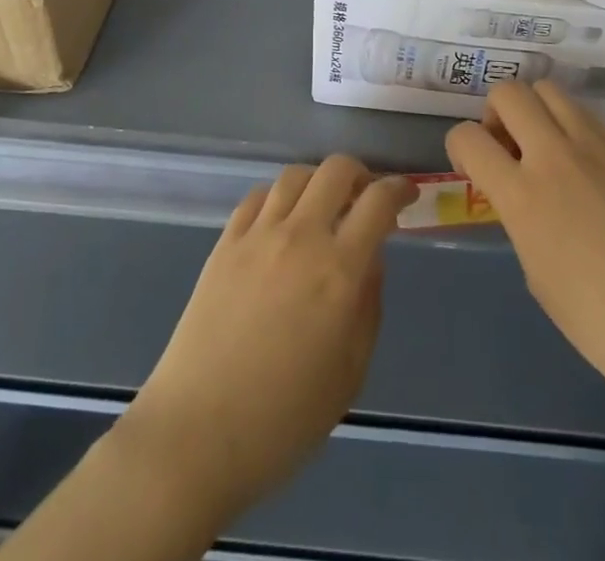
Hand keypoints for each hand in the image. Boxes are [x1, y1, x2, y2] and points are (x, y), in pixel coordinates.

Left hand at [113, 157, 414, 523]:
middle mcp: (301, 237)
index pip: (378, 202)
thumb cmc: (283, 420)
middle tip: (365, 198)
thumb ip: (368, 306)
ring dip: (318, 182)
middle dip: (360, 174)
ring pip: (295, 175)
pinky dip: (278, 198)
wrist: (196, 435)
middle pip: (336, 169)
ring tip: (322, 208)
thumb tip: (371, 259)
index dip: (399, 189)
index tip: (408, 194)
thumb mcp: (349, 373)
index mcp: (339, 270)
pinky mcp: (224, 243)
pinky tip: (280, 222)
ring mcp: (258, 235)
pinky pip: (256, 197)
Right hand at [446, 81, 604, 415]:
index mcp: (524, 197)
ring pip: (548, 90)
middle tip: (506, 150)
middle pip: (509, 93)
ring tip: (542, 148)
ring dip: (533, 110)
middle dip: (495, 114)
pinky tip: (579, 163)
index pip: (468, 137)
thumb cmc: (604, 326)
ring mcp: (595, 148)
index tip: (470, 168)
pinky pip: (583, 114)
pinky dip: (567, 123)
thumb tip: (519, 196)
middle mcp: (555, 157)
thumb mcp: (539, 276)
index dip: (458, 147)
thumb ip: (520, 220)